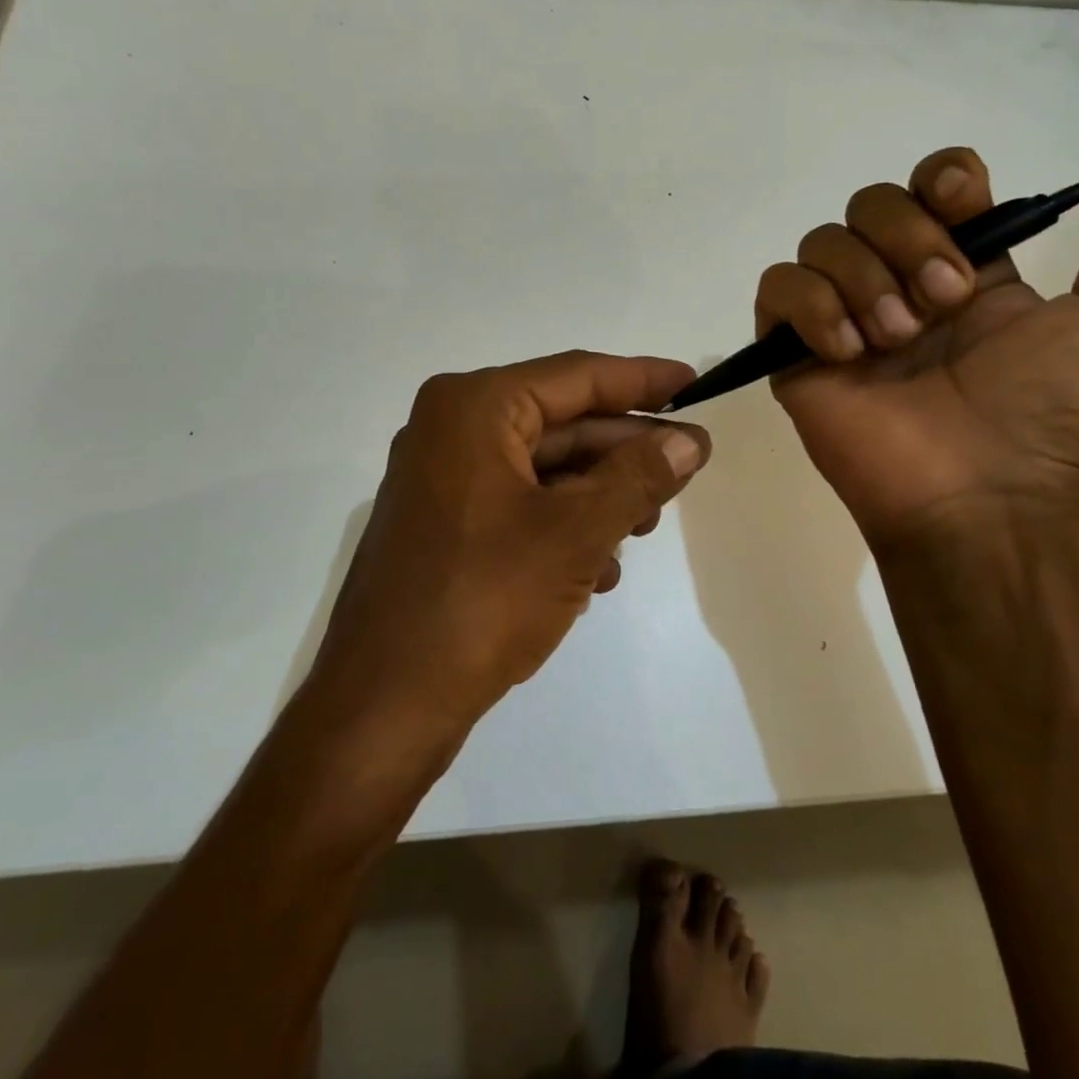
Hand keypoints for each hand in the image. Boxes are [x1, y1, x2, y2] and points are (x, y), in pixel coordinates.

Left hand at [310, 351, 711, 731]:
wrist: (385, 702)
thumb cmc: (483, 599)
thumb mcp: (576, 532)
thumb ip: (638, 477)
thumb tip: (689, 440)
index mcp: (473, 408)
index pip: (575, 376)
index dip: (640, 378)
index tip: (693, 383)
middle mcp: (450, 430)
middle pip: (560, 424)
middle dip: (624, 451)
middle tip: (687, 468)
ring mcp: (442, 481)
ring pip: (542, 470)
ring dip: (598, 496)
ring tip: (646, 527)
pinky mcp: (443, 527)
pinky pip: (518, 506)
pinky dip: (562, 527)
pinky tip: (598, 570)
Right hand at [757, 147, 1078, 550]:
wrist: (976, 490)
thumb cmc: (1041, 411)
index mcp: (959, 269)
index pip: (930, 184)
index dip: (942, 179)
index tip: (961, 207)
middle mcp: (894, 282)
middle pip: (870, 203)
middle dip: (906, 239)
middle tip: (940, 306)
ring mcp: (839, 317)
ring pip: (821, 241)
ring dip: (863, 280)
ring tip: (894, 340)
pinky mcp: (792, 351)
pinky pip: (777, 288)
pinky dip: (811, 306)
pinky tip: (845, 352)